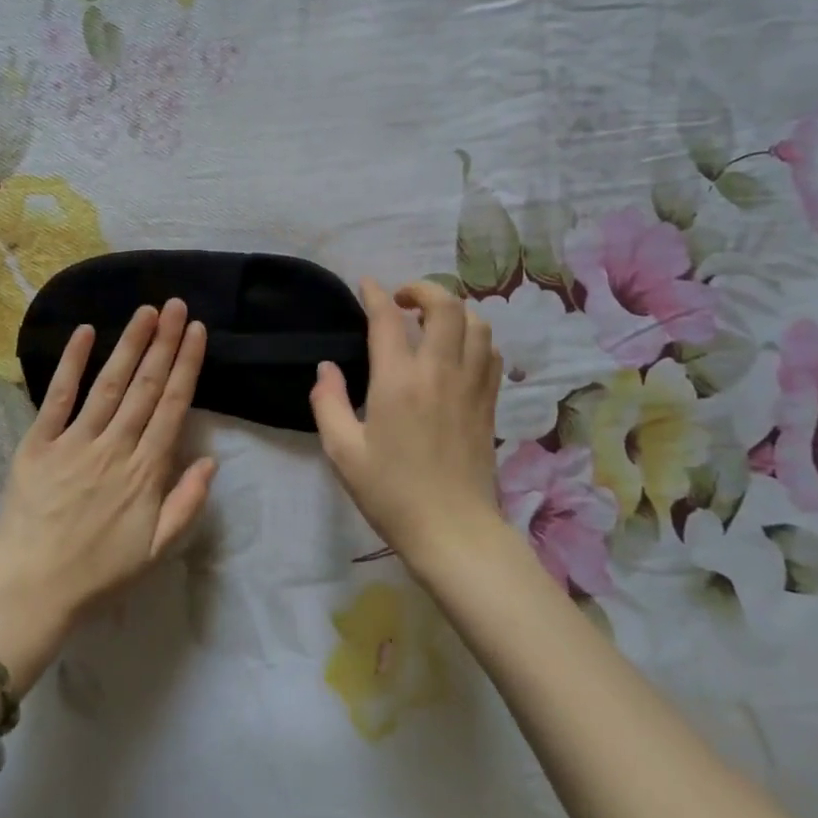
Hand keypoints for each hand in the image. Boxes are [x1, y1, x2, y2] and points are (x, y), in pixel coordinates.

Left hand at [0, 299, 217, 629]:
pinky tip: (86, 333)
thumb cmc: (99, 572)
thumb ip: (188, 503)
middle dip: (165, 342)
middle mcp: (115, 446)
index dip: (187, 365)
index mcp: (146, 470)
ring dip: (130, 344)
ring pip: (109, 383)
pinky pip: (58, 398)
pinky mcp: (39, 444)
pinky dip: (72, 364)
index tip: (197, 331)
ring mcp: (75, 442)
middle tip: (177, 305)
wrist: (31, 590)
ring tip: (147, 311)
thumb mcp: (158, 549)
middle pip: (145, 385)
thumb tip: (211, 459)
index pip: (173, 405)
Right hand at [308, 279, 503, 566]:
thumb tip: (326, 368)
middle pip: (446, 306)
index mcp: (398, 381)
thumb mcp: (343, 452)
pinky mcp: (489, 402)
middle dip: (422, 290)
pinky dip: (475, 337)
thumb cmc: (391, 493)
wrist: (453, 532)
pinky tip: (458, 351)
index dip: (375, 294)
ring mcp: (471, 385)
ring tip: (432, 322)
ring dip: (453, 311)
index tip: (367, 285)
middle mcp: (439, 372)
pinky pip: (490, 352)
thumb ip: (328, 403)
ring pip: (476, 323)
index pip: (388, 318)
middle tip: (402, 301)